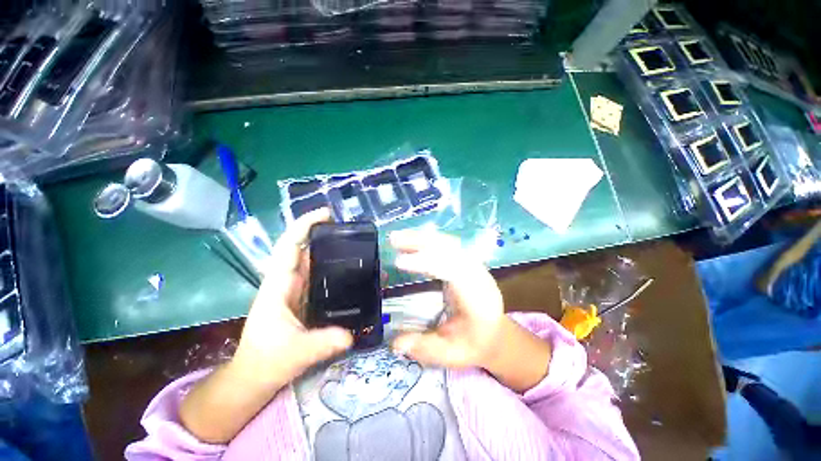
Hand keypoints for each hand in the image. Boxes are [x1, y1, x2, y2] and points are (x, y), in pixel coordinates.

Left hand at [232, 208, 353, 389]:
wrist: (255, 377)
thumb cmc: (266, 362)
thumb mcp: (294, 353)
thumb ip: (322, 343)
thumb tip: (350, 334)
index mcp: (278, 286)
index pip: (289, 247)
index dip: (304, 226)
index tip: (327, 215)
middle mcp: (287, 282)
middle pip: (304, 249)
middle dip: (324, 234)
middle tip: (353, 231)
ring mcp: (297, 290)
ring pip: (314, 262)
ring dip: (332, 251)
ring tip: (359, 247)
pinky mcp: (305, 299)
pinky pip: (321, 277)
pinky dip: (335, 269)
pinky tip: (353, 271)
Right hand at [389, 230, 505, 368]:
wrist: (494, 333)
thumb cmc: (474, 343)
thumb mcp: (451, 354)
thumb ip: (424, 348)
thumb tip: (394, 343)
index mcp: (478, 299)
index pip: (454, 272)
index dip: (427, 263)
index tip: (399, 262)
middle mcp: (478, 276)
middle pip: (452, 250)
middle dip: (422, 242)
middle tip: (394, 239)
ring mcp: (474, 265)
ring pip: (449, 243)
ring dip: (422, 237)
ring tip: (398, 237)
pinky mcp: (466, 261)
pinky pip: (447, 244)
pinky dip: (428, 240)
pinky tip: (412, 240)